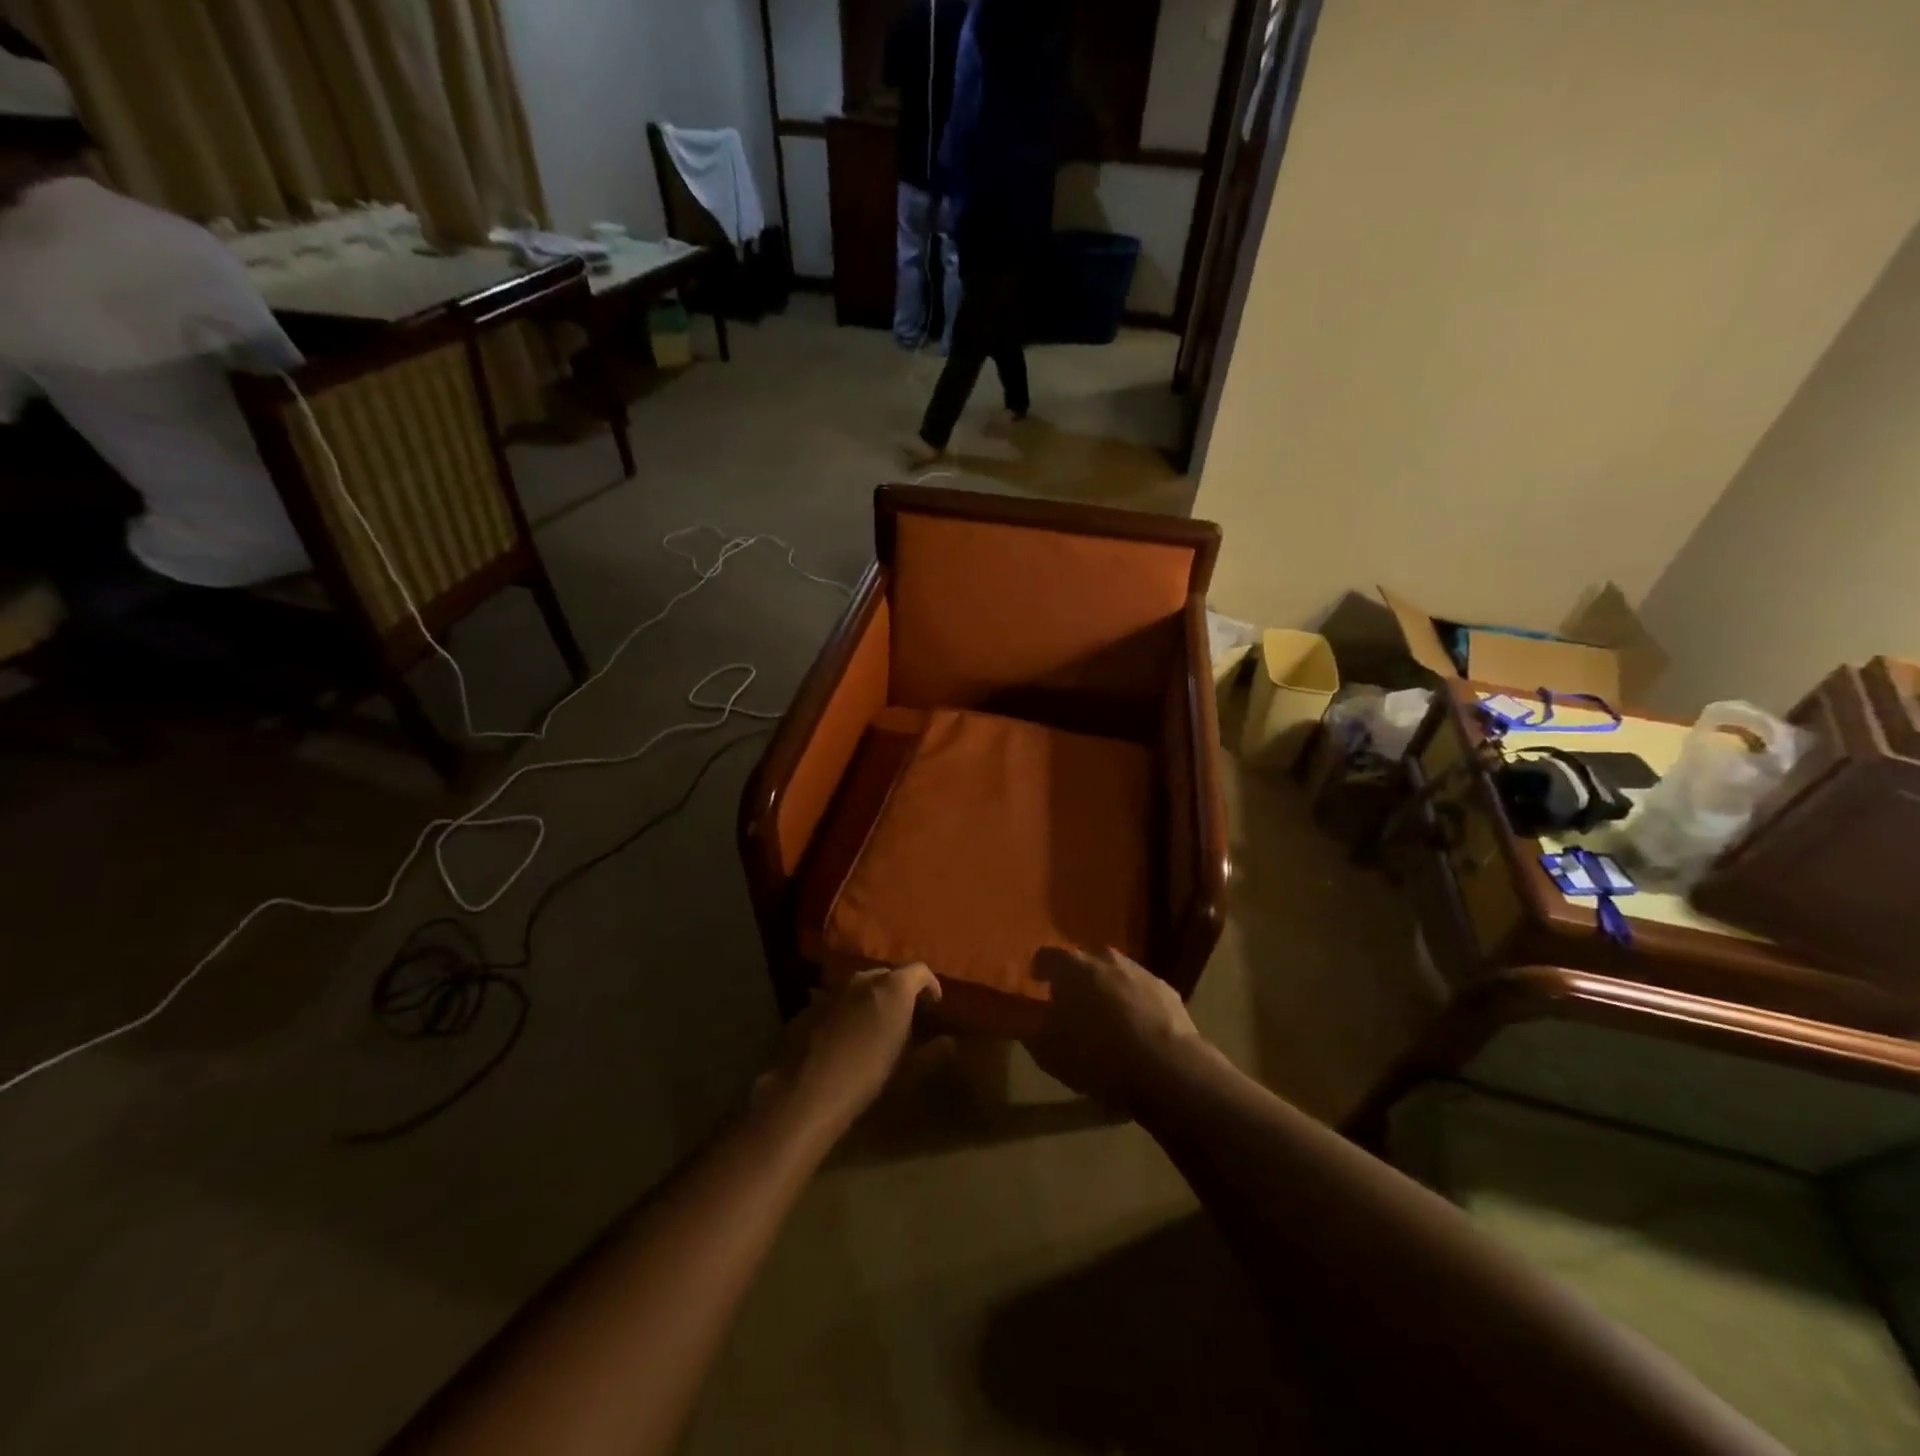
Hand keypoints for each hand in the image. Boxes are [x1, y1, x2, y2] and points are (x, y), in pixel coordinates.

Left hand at [760, 965, 941, 1139]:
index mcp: (894, 987)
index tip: (934, 1005)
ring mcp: (834, 989)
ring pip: (861, 986)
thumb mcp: (909, 1069)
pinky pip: (838, 1001)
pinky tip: (845, 1038)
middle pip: (889, 975)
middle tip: (907, 1017)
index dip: (930, 985)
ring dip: (872, 1000)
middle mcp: (864, 978)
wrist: (807, 1091)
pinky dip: (848, 1011)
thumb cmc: (867, 1076)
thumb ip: (933, 1052)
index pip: (920, 971)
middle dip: (901, 992)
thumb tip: (950, 1042)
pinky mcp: (811, 1006)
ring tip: (876, 1026)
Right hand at [1026, 948, 1205, 1113]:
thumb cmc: (1097, 1055)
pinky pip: (1142, 992)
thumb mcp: (1048, 1052)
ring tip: (1106, 1019)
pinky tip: (1136, 1030)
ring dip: (1107, 990)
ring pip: (1115, 974)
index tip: (1037, 983)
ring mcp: (1140, 972)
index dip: (1040, 969)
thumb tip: (1024, 1021)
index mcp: (1072, 967)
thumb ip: (1030, 1030)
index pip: (1047, 956)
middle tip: (1072, 1005)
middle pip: (1084, 962)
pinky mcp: (1167, 990)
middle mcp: (1105, 959)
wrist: (1166, 1067)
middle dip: (1076, 979)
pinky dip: (1135, 1004)